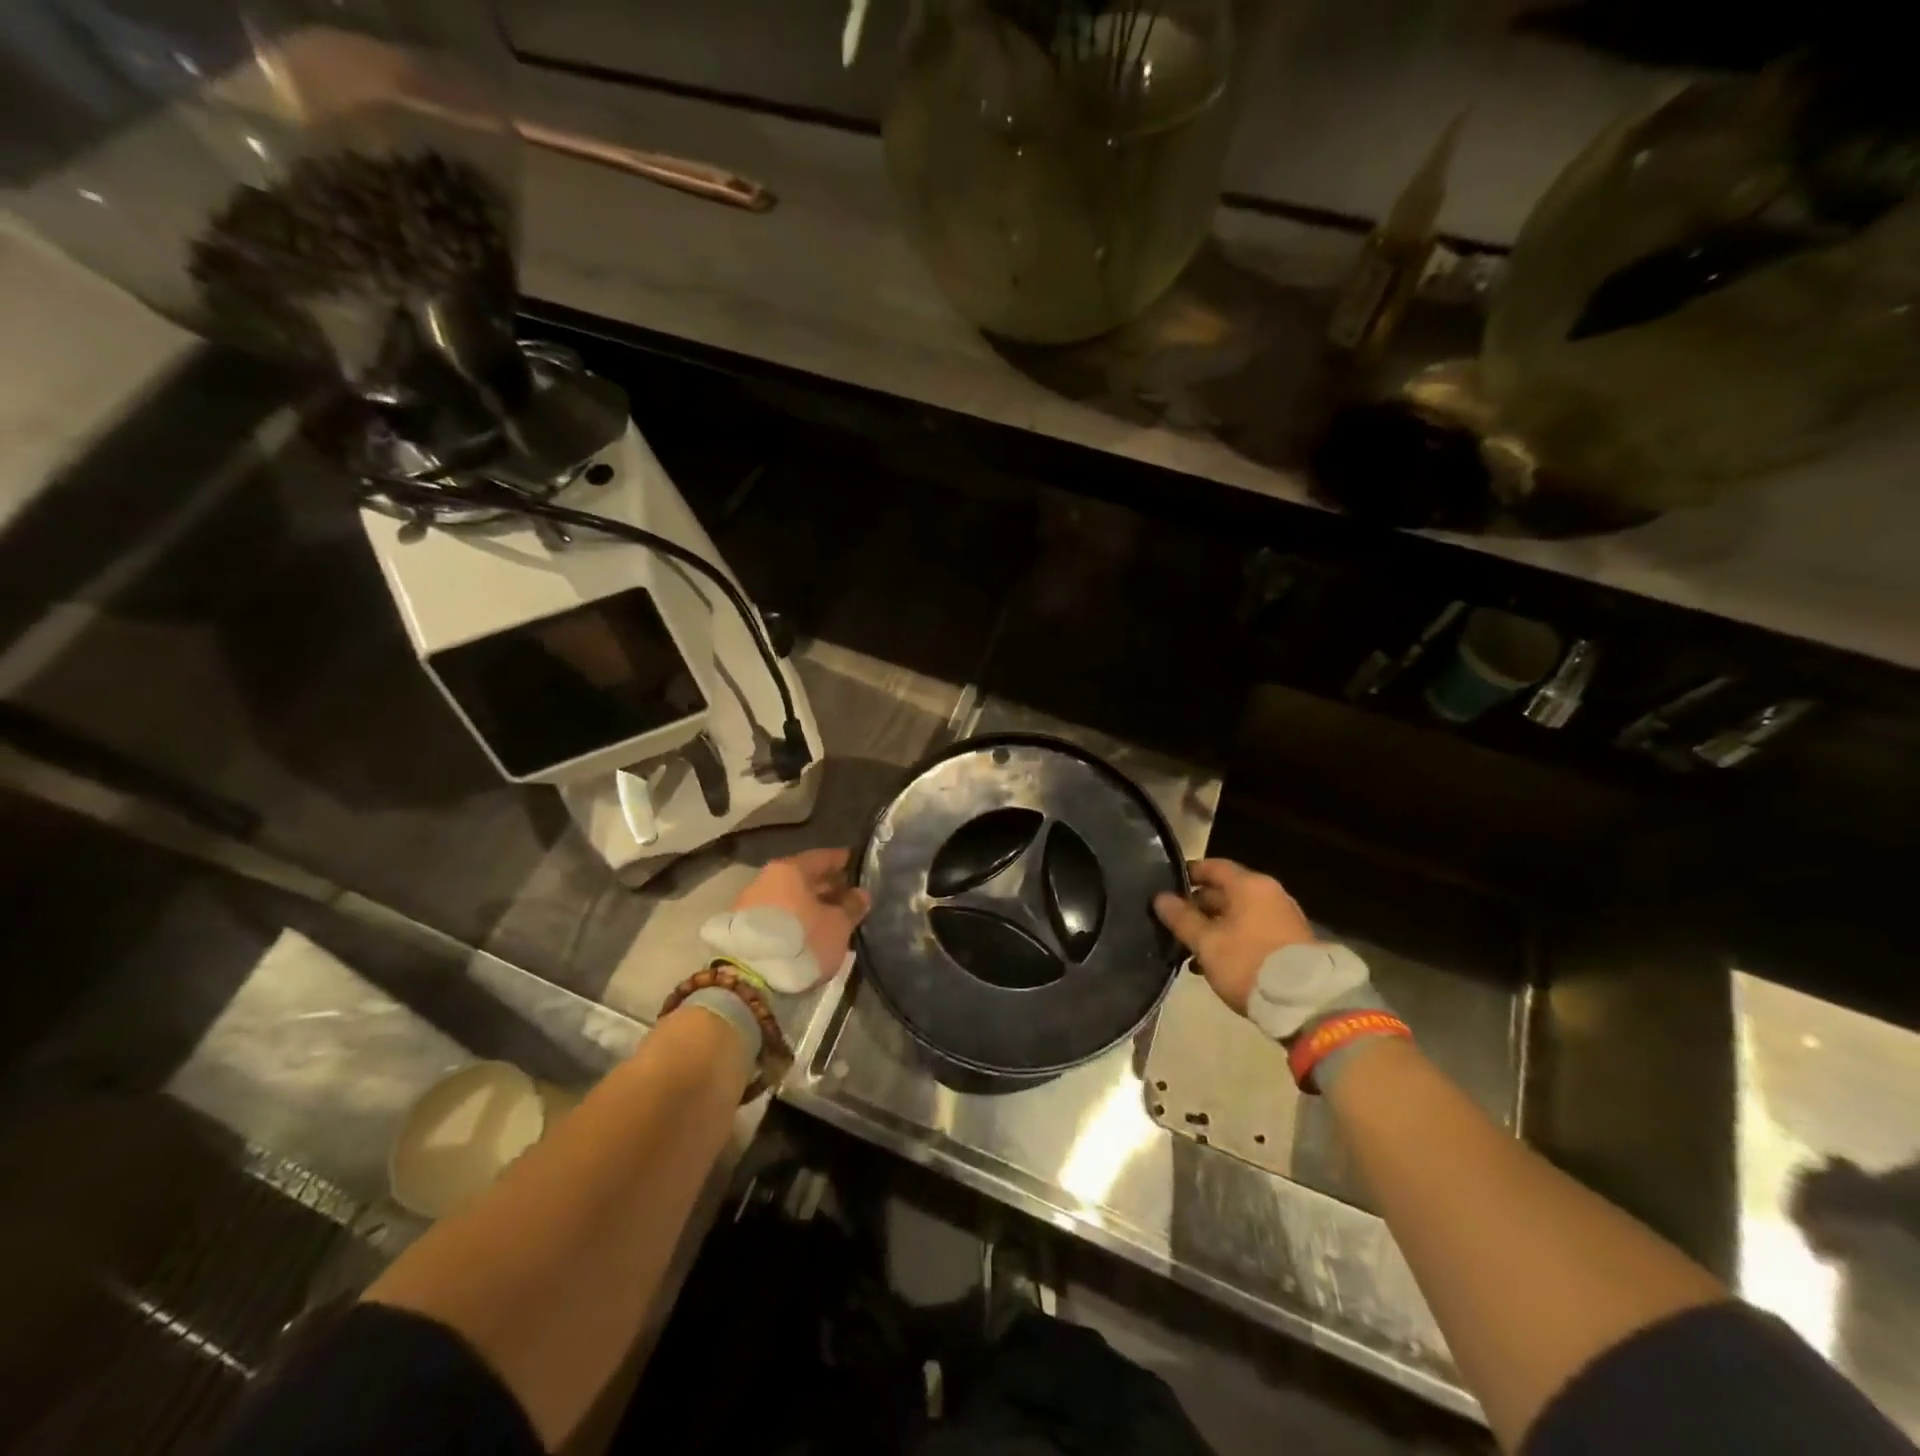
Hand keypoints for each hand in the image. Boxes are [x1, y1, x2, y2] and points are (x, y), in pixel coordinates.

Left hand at [732, 849, 871, 990]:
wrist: (748, 980)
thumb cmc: (800, 942)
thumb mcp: (838, 926)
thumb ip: (852, 906)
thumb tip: (860, 893)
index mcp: (790, 868)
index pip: (822, 857)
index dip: (842, 862)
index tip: (856, 866)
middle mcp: (766, 878)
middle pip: (803, 877)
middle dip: (826, 886)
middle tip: (847, 895)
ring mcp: (750, 902)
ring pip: (789, 897)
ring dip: (808, 905)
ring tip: (829, 918)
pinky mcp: (741, 927)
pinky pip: (776, 914)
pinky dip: (794, 918)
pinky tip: (807, 932)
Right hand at [1153, 859, 1315, 1014]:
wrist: (1306, 1003)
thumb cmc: (1249, 962)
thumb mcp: (1207, 943)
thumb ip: (1182, 918)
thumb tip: (1160, 897)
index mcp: (1249, 886)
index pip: (1213, 866)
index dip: (1189, 874)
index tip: (1167, 886)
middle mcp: (1269, 894)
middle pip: (1226, 891)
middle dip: (1198, 907)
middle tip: (1174, 923)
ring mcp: (1283, 918)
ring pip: (1238, 915)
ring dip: (1214, 928)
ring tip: (1190, 950)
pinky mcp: (1290, 942)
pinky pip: (1253, 931)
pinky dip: (1233, 940)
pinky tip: (1215, 963)